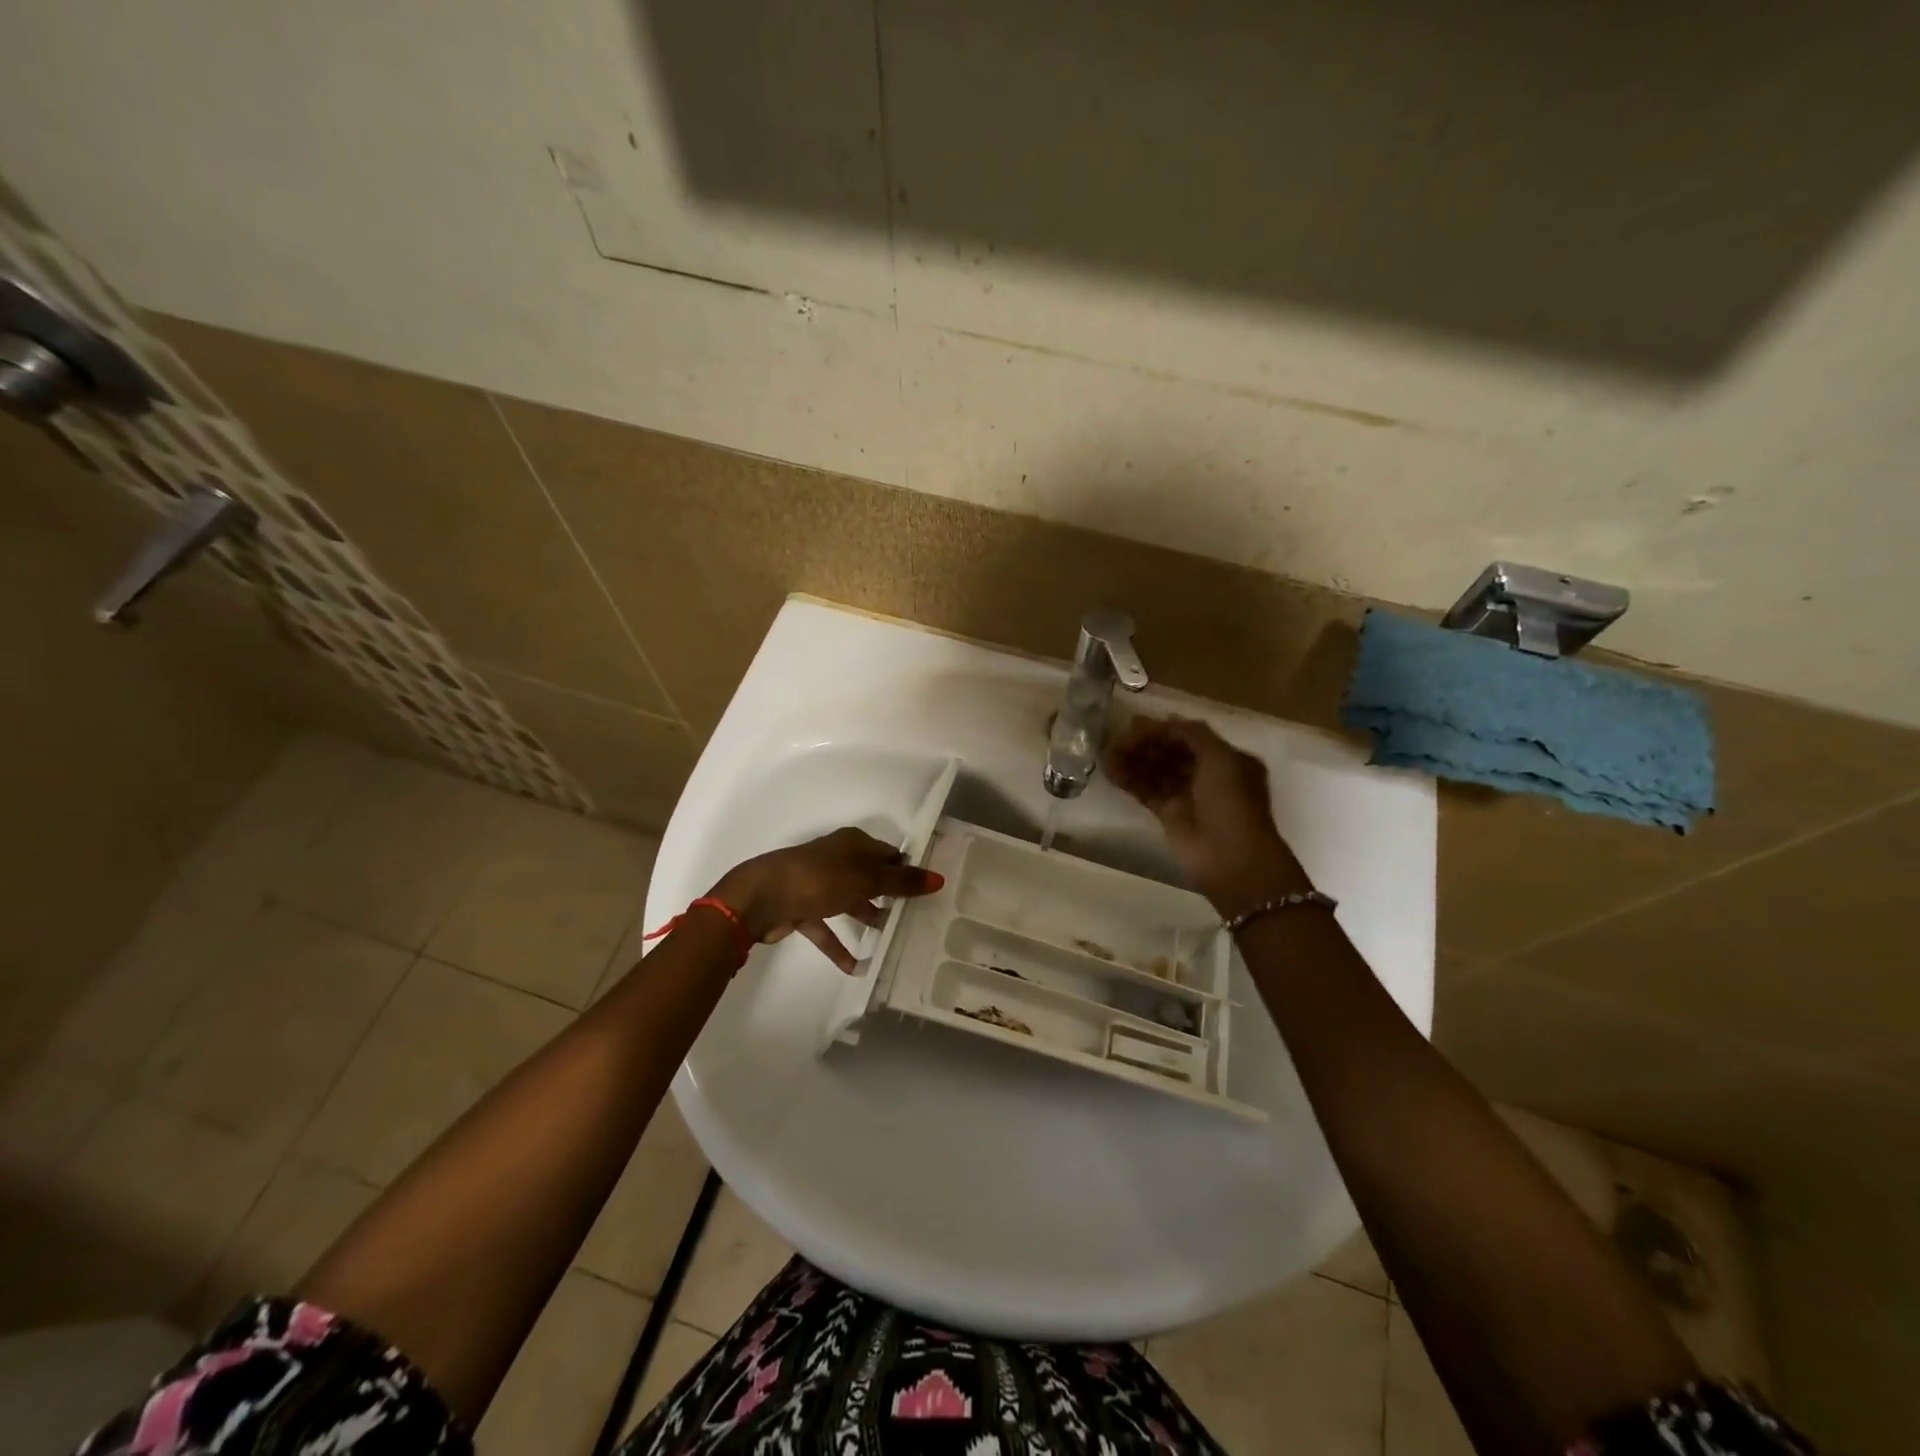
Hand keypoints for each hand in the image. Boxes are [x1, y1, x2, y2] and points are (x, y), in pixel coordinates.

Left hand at [710, 827, 944, 973]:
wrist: (762, 897)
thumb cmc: (820, 878)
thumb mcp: (867, 878)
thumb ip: (902, 882)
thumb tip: (938, 879)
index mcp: (853, 844)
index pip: (889, 855)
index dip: (908, 871)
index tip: (929, 892)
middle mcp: (837, 860)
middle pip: (870, 878)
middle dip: (890, 897)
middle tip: (916, 919)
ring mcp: (818, 884)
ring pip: (850, 902)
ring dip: (868, 919)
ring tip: (892, 941)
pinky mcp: (803, 909)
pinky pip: (826, 928)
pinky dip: (839, 946)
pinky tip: (856, 967)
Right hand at [1108, 715, 1310, 918]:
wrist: (1231, 858)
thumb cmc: (1231, 802)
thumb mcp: (1220, 758)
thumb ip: (1193, 734)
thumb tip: (1166, 720)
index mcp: (1226, 759)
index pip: (1189, 737)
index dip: (1162, 729)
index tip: (1133, 724)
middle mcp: (1208, 775)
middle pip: (1171, 752)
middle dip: (1145, 744)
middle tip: (1117, 740)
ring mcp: (1188, 796)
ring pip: (1156, 771)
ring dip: (1133, 761)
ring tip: (1108, 754)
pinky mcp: (1170, 816)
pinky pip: (1147, 792)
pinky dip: (1130, 781)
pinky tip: (1111, 771)